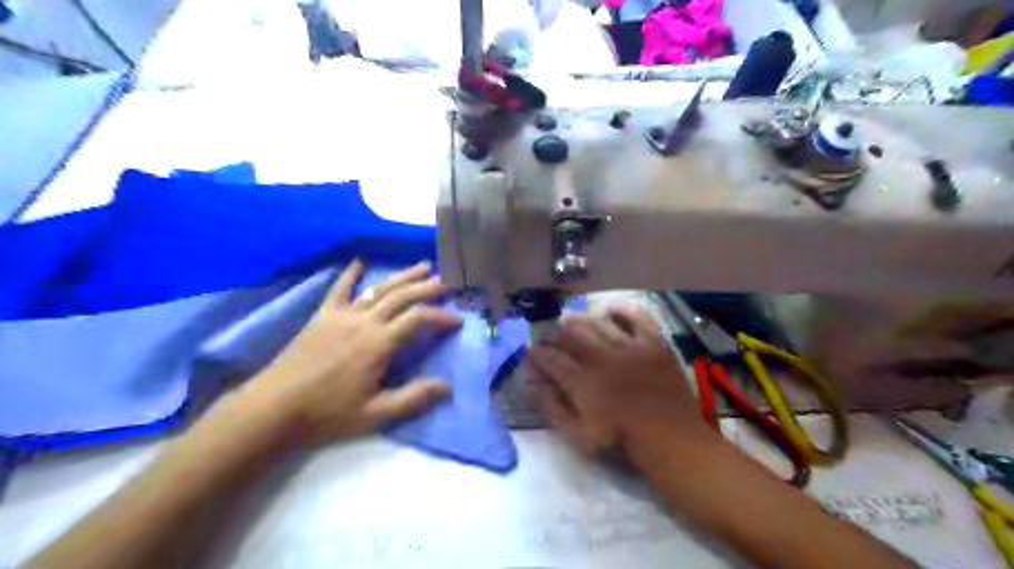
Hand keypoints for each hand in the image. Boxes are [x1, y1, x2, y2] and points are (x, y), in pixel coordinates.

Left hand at [222, 261, 462, 447]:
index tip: (457, 321)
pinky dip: (351, 274)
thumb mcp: (376, 414)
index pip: (418, 319)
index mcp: (379, 343)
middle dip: (428, 287)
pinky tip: (359, 262)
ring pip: (379, 289)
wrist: (274, 408)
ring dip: (403, 276)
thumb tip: (448, 387)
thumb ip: (413, 398)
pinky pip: (339, 289)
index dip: (440, 317)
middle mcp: (364, 321)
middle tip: (448, 282)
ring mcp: (341, 315)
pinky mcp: (322, 316)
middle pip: (402, 296)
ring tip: (423, 266)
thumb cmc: (327, 413)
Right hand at [530, 308, 710, 463]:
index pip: (551, 359)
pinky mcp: (654, 342)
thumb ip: (552, 407)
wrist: (673, 440)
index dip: (537, 354)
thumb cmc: (623, 442)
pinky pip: (635, 316)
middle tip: (553, 338)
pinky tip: (610, 312)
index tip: (531, 351)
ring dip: (581, 321)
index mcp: (584, 383)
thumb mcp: (579, 436)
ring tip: (575, 324)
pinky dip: (621, 311)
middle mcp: (604, 358)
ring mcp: (631, 347)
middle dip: (556, 334)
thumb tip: (532, 383)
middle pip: (571, 334)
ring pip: (598, 322)